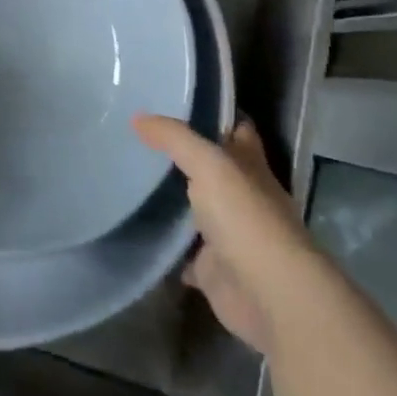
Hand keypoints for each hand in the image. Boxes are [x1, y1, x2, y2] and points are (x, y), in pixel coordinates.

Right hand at [133, 115, 321, 353]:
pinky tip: (135, 226)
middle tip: (137, 135)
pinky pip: (181, 250)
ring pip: (193, 209)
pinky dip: (163, 242)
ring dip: (169, 198)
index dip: (215, 114)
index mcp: (249, 166)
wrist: (270, 296)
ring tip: (126, 173)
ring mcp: (227, 234)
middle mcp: (240, 196)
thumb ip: (174, 138)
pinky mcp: (211, 269)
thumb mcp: (209, 164)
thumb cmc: (246, 218)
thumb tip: (138, 117)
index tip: (178, 99)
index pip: (236, 129)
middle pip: (210, 168)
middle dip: (181, 155)